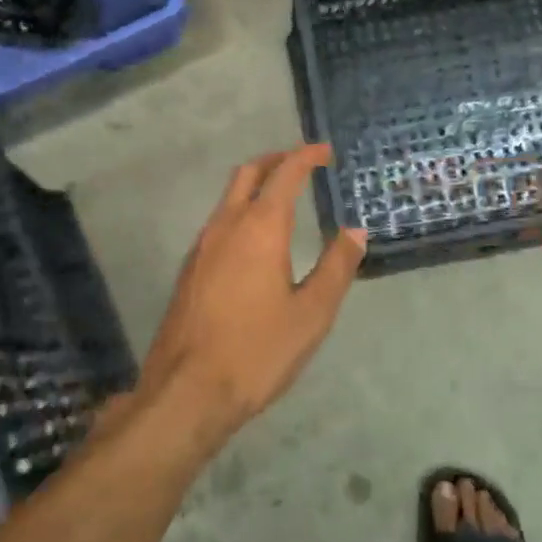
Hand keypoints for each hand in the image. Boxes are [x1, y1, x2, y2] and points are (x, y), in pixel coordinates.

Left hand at [140, 145, 367, 445]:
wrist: (186, 391)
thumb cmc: (257, 351)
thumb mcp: (312, 314)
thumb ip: (336, 267)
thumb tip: (355, 231)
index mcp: (259, 228)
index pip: (284, 174)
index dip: (305, 157)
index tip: (325, 151)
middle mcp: (225, 226)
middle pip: (248, 173)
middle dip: (275, 160)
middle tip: (302, 164)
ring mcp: (201, 246)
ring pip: (228, 197)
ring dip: (256, 186)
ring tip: (283, 198)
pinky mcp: (189, 269)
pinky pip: (218, 222)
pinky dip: (241, 211)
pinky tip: (255, 241)